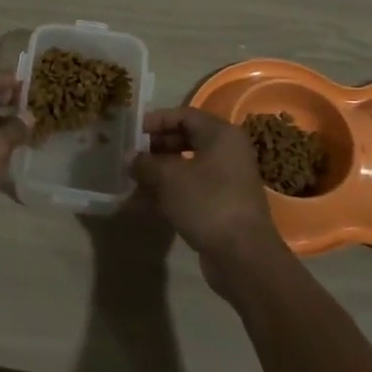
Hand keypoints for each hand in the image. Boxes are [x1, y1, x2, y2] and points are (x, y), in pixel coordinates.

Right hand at [132, 108, 287, 290]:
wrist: (243, 255)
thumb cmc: (207, 203)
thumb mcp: (169, 179)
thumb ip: (146, 163)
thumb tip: (129, 157)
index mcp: (221, 134)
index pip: (184, 115)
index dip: (156, 120)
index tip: (132, 131)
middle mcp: (228, 151)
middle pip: (186, 139)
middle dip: (157, 147)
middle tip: (132, 156)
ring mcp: (227, 179)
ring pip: (188, 166)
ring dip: (160, 171)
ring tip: (133, 180)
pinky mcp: (223, 203)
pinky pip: (192, 188)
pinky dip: (170, 191)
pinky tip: (145, 203)